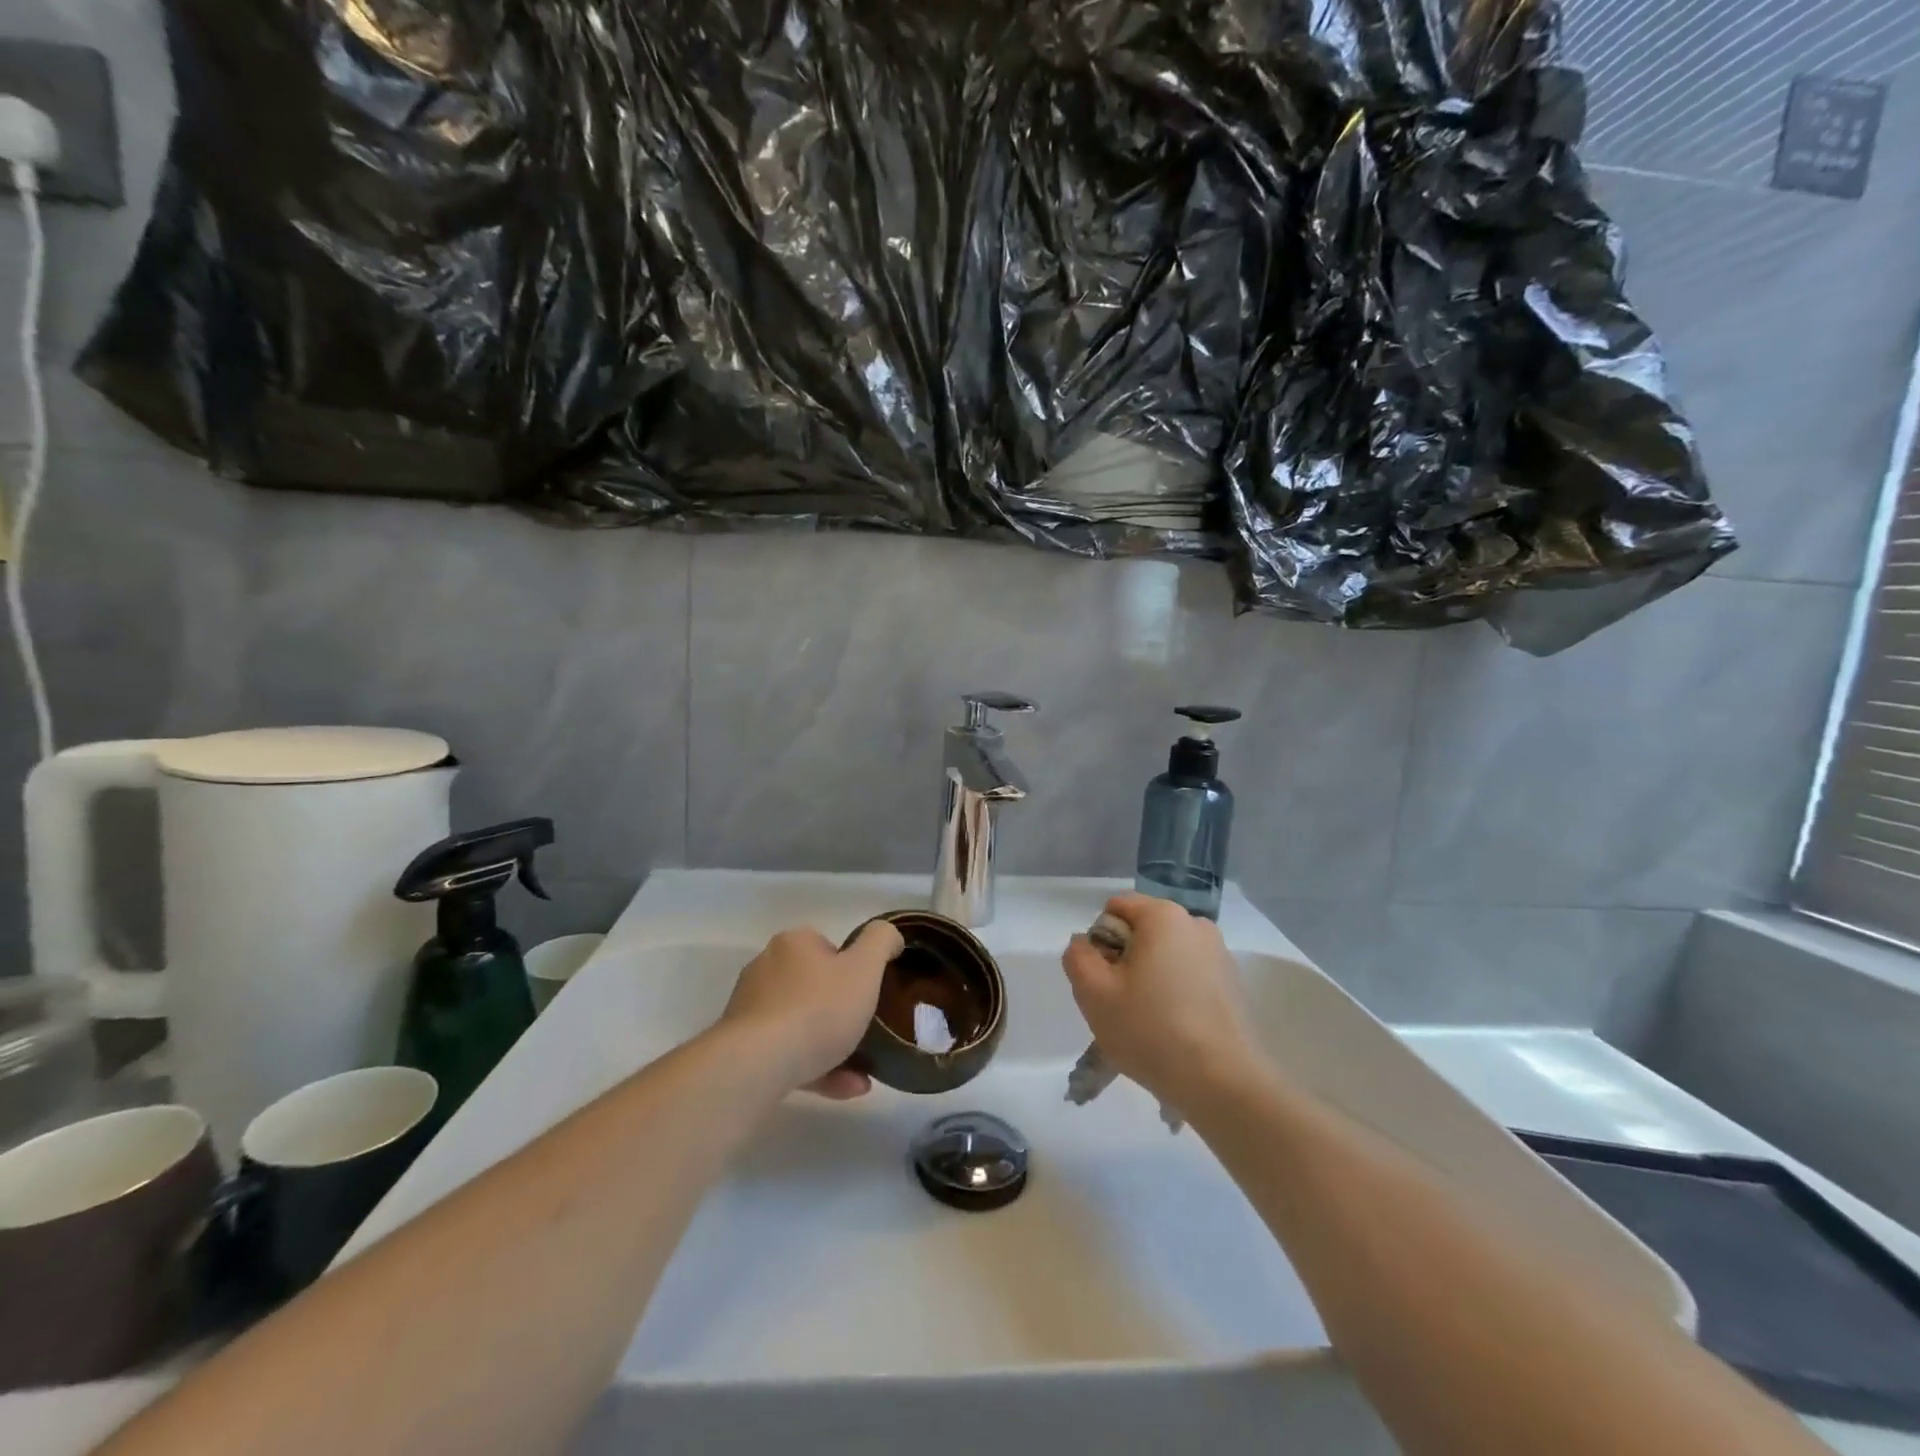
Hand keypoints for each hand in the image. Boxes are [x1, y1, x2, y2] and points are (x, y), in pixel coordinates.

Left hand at [718, 921, 903, 1098]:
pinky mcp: (742, 1049)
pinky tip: (848, 1087)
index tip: (870, 992)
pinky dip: (818, 1068)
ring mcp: (750, 1011)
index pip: (827, 946)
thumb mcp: (865, 968)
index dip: (852, 967)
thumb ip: (881, 942)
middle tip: (868, 1030)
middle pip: (812, 986)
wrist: (757, 1066)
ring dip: (834, 1046)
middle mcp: (766, 970)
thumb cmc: (817, 1009)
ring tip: (865, 1073)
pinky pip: (788, 1054)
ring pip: (801, 1024)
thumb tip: (889, 936)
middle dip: (842, 1010)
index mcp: (792, 944)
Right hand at [1062, 894, 1263, 1109]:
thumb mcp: (1093, 993)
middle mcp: (1196, 924)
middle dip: (1125, 961)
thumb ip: (1078, 957)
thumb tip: (1086, 944)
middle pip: (1142, 931)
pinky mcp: (1233, 985)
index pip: (1115, 908)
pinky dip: (1175, 994)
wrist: (1223, 1083)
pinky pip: (1189, 977)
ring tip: (1148, 1022)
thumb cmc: (1151, 1030)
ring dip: (1150, 979)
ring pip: (1166, 956)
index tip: (1105, 980)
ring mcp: (1220, 954)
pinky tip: (1174, 1030)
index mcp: (1163, 916)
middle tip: (1122, 1004)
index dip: (1100, 942)